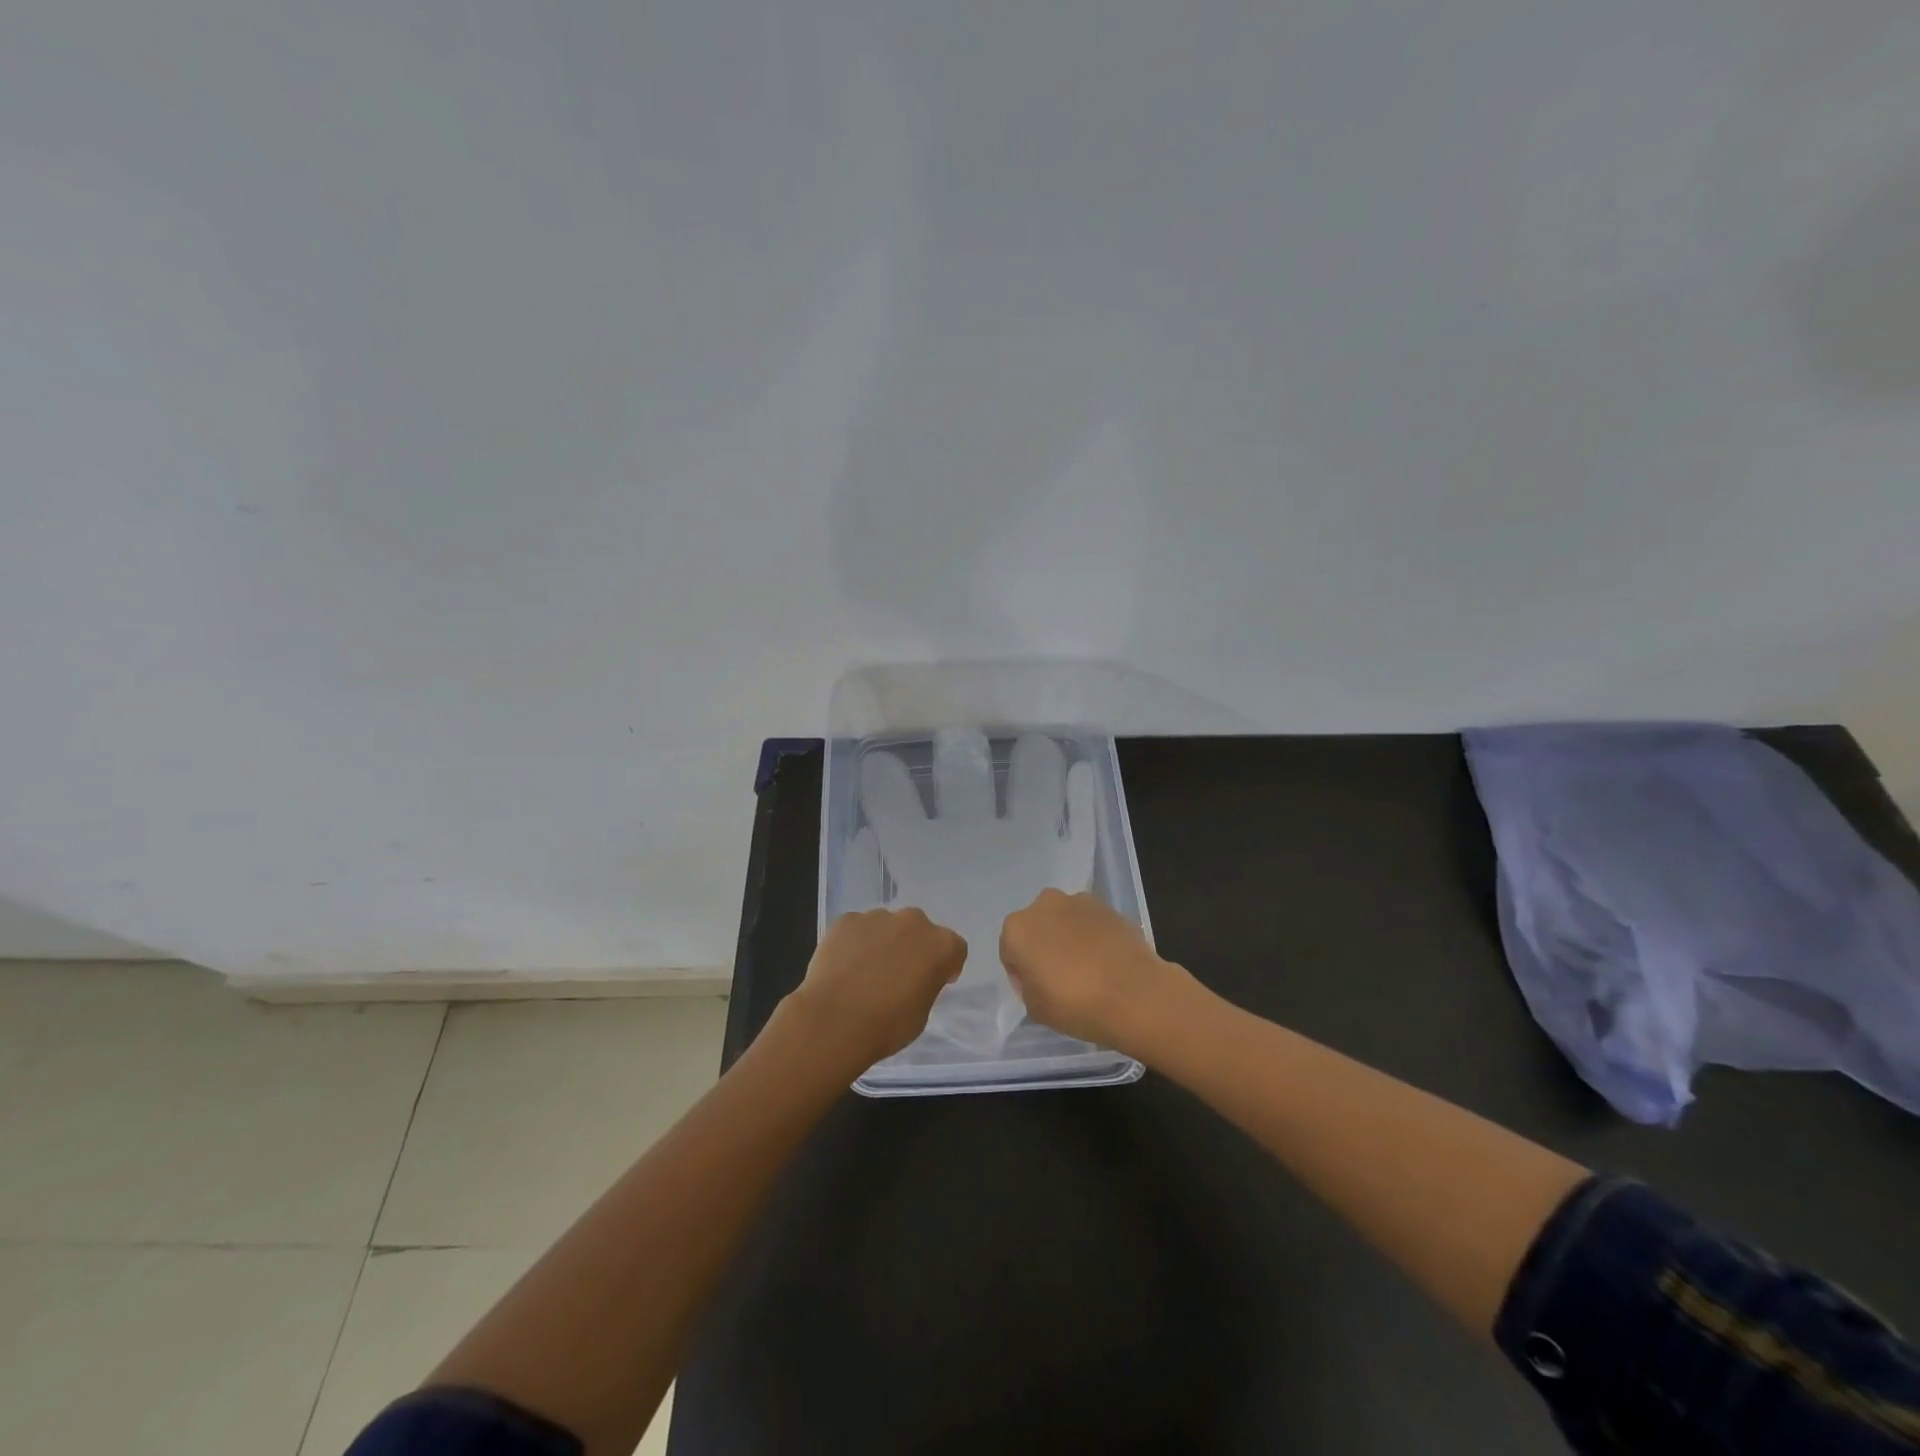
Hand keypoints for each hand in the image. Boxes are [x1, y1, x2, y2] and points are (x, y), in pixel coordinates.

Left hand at [787, 908, 967, 1072]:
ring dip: (883, 943)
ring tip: (865, 972)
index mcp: (940, 945)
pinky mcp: (846, 920)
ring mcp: (877, 917)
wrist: (833, 1021)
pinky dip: (855, 942)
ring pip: (887, 927)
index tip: (934, 981)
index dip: (945, 965)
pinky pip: (857, 929)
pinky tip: (843, 967)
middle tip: (898, 975)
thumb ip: (926, 985)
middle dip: (913, 947)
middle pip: (919, 930)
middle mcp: (913, 922)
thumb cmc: (886, 1025)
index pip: (954, 949)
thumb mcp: (922, 1013)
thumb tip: (915, 977)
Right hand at [999, 889, 1195, 1053]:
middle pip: (1037, 928)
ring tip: (1087, 969)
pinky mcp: (1108, 907)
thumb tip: (1039, 974)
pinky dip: (1093, 936)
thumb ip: (1027, 985)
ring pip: (1063, 921)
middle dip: (1044, 947)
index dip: (1022, 973)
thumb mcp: (1035, 1008)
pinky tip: (1106, 961)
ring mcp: (1078, 902)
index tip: (1038, 991)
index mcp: (1017, 928)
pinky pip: (1090, 922)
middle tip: (1060, 978)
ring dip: (1068, 938)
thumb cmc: (1075, 1004)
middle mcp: (1043, 905)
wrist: (1134, 994)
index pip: (1010, 952)